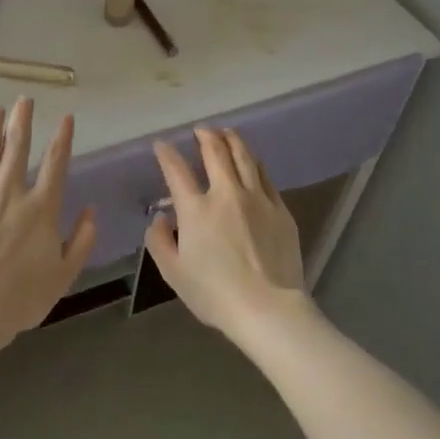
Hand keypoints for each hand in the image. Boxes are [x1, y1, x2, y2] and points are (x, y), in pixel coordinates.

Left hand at [0, 98, 96, 340]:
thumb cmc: (22, 296)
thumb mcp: (64, 273)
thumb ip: (82, 240)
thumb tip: (91, 210)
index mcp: (41, 207)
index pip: (56, 162)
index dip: (62, 137)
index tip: (65, 117)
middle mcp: (10, 190)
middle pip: (18, 145)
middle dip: (23, 120)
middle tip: (23, 100)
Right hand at [146, 126, 316, 343]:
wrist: (267, 308)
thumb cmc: (214, 294)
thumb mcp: (174, 273)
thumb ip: (159, 241)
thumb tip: (160, 218)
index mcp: (196, 209)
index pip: (176, 170)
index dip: (167, 154)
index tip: (162, 145)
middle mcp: (226, 194)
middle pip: (216, 152)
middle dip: (205, 136)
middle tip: (201, 130)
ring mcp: (257, 199)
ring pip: (245, 157)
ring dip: (233, 140)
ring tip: (227, 132)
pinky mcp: (280, 209)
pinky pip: (265, 176)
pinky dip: (254, 163)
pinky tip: (252, 162)